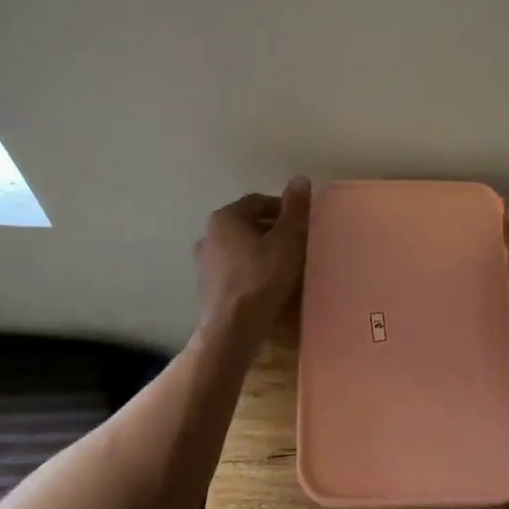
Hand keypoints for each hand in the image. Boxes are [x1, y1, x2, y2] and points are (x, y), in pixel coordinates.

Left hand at [195, 178, 312, 340]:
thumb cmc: (261, 278)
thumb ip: (295, 209)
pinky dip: (252, 269)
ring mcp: (205, 263)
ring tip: (286, 263)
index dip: (283, 208)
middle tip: (298, 242)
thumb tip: (299, 179)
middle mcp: (209, 235)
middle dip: (273, 229)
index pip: (258, 201)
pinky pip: (235, 269)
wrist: (233, 329)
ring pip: (240, 247)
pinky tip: (269, 283)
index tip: (302, 221)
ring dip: (262, 250)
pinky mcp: (208, 287)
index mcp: (225, 218)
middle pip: (248, 224)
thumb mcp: (287, 240)